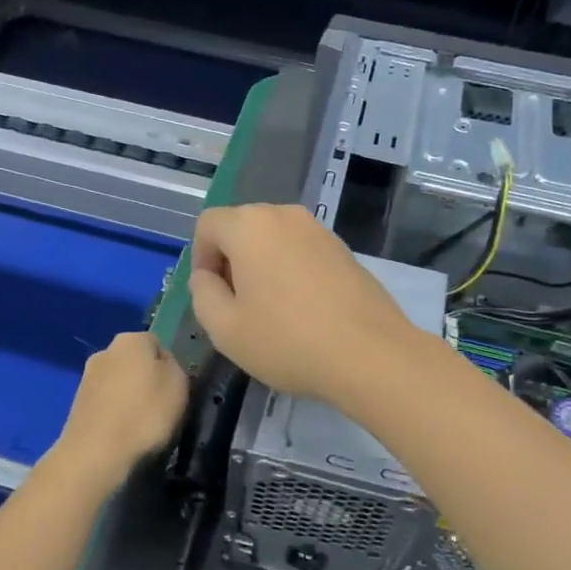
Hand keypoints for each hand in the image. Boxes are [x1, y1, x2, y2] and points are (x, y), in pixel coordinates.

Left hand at [50, 332, 188, 493]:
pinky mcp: (76, 404)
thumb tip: (163, 363)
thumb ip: (174, 365)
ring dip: (129, 398)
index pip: (158, 344)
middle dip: (146, 380)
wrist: (95, 455)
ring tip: (141, 426)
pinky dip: (114, 414)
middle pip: (135, 362)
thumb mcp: (179, 385)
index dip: (170, 367)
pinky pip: (105, 404)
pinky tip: (121, 434)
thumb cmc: (145, 415)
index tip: (176, 390)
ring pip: (119, 383)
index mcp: (132, 339)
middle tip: (161, 408)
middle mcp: (105, 350)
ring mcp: (87, 377)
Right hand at [189, 204, 417, 402]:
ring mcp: (319, 229)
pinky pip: (302, 251)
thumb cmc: (287, 340)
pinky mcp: (343, 249)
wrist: (370, 354)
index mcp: (249, 225)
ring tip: (272, 312)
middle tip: (238, 307)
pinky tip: (303, 311)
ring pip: (273, 240)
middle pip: (242, 228)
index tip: (213, 296)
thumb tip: (207, 277)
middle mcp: (284, 215)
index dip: (201, 258)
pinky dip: (291, 271)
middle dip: (231, 261)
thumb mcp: (225, 328)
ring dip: (263, 267)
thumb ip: (202, 294)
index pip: (208, 224)